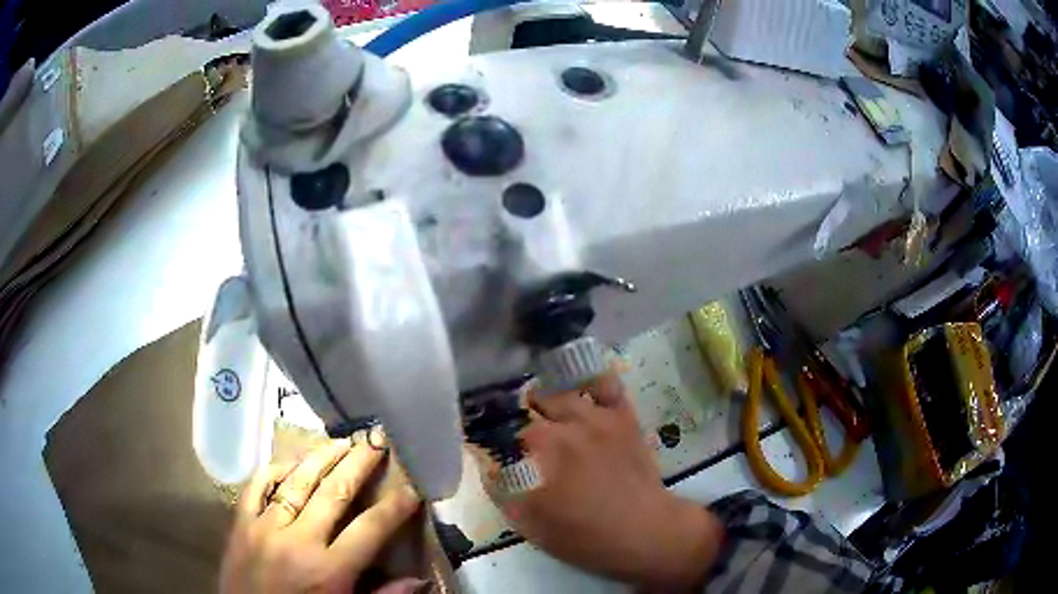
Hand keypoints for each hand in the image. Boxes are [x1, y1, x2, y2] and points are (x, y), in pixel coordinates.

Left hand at [220, 433, 423, 593]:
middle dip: (359, 463)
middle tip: (375, 439)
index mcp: (330, 570)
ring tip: (341, 441)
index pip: (370, 529)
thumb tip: (421, 581)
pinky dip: (272, 471)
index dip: (395, 506)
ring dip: (320, 458)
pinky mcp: (240, 524)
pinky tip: (289, 461)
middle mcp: (298, 541)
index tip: (412, 486)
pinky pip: (255, 487)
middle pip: (334, 493)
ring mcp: (264, 528)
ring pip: (295, 482)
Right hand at [491, 373, 724, 590]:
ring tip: (546, 413)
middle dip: (523, 420)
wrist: (643, 532)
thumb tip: (488, 467)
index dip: (501, 442)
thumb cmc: (585, 535)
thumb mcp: (531, 524)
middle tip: (524, 439)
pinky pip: (606, 387)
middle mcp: (569, 423)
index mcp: (543, 447)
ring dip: (550, 402)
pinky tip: (583, 394)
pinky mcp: (624, 418)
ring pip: (564, 394)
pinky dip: (591, 385)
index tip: (500, 453)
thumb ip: (502, 492)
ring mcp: (600, 417)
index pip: (508, 431)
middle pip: (533, 406)